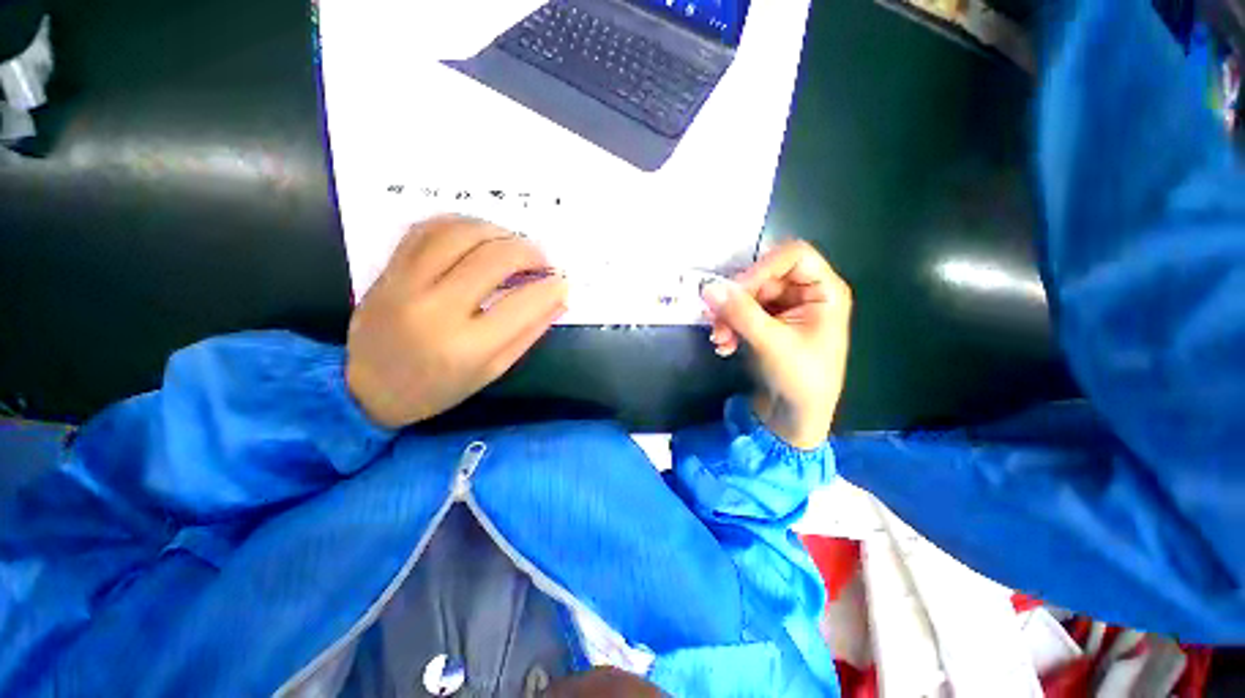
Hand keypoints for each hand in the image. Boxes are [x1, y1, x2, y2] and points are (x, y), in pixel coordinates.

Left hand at [346, 216, 568, 427]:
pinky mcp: (389, 270)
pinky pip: (427, 228)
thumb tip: (559, 297)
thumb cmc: (438, 387)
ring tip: (513, 244)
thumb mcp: (493, 370)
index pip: (523, 303)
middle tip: (542, 260)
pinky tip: (478, 233)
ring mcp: (407, 284)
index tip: (561, 281)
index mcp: (467, 347)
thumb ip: (529, 332)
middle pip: (494, 258)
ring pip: (460, 233)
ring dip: (498, 231)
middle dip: (529, 252)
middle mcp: (436, 309)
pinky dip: (460, 223)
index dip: (551, 287)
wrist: (367, 389)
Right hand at [701, 241, 851, 449]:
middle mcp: (804, 294)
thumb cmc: (800, 380)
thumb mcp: (772, 343)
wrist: (794, 417)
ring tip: (719, 340)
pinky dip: (729, 327)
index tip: (734, 289)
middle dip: (737, 300)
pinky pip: (742, 313)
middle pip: (764, 277)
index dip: (762, 267)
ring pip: (747, 296)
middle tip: (715, 319)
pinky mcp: (766, 323)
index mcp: (823, 291)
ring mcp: (783, 309)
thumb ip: (741, 313)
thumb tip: (708, 288)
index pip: (793, 256)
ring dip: (728, 316)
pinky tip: (724, 346)